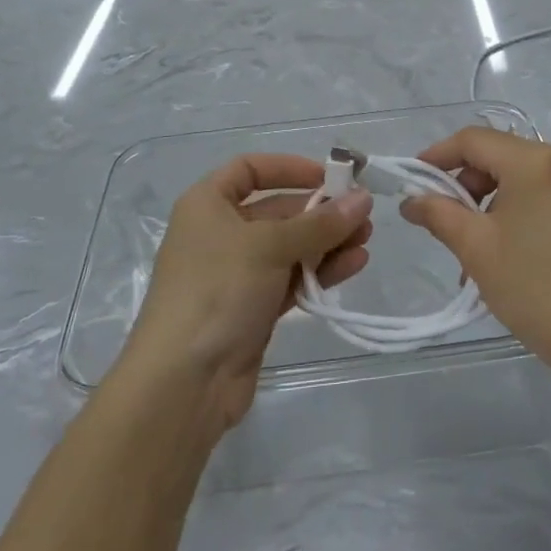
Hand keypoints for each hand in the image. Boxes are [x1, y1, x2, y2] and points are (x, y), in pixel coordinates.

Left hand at [121, 154, 372, 432]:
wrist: (184, 382)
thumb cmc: (219, 291)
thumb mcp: (270, 247)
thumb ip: (320, 223)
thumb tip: (363, 197)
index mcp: (207, 204)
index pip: (250, 169)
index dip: (289, 168)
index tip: (329, 175)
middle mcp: (220, 233)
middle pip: (277, 210)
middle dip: (320, 211)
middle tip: (363, 214)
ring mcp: (237, 273)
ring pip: (290, 247)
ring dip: (327, 242)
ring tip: (366, 240)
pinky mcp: (253, 308)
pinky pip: (292, 278)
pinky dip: (320, 271)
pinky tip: (354, 265)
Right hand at [400, 128, 550, 391]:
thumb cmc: (539, 289)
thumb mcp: (478, 250)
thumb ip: (439, 214)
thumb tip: (412, 200)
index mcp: (535, 162)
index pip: (473, 140)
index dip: (437, 156)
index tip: (413, 183)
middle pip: (499, 155)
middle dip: (465, 184)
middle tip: (445, 223)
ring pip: (521, 177)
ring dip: (490, 202)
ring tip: (475, 249)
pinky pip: (545, 194)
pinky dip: (518, 211)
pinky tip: (508, 251)